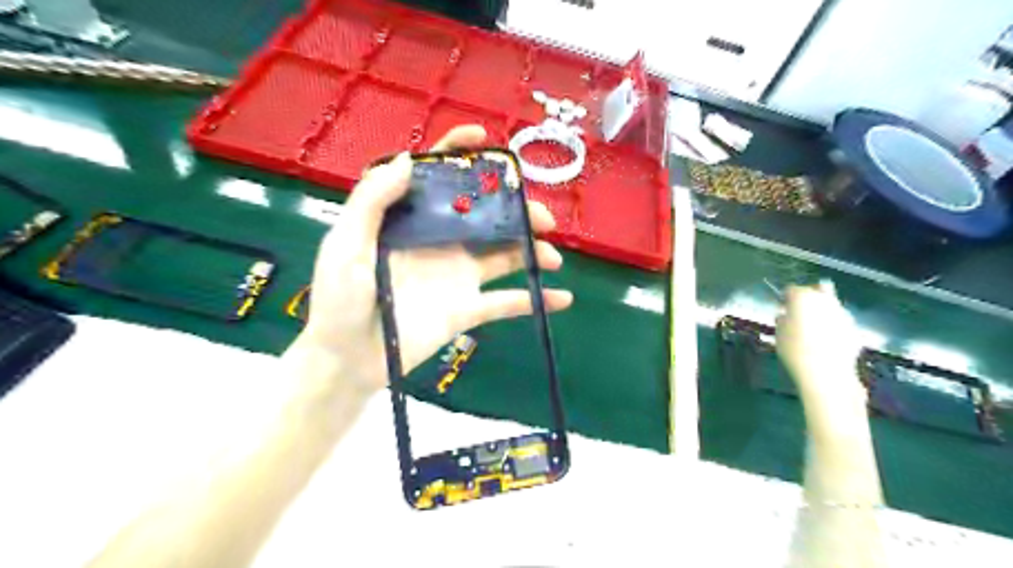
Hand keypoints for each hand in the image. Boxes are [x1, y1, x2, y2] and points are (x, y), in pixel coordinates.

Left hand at [298, 127, 572, 396]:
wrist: (348, 359)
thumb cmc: (339, 300)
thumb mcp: (346, 244)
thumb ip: (372, 201)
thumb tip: (406, 160)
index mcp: (412, 221)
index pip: (438, 178)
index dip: (459, 153)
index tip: (485, 139)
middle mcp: (440, 242)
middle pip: (486, 216)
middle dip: (516, 211)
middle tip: (542, 218)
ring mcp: (458, 276)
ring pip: (504, 255)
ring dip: (532, 252)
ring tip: (553, 256)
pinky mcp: (467, 309)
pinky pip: (506, 302)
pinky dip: (535, 301)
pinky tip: (561, 298)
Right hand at [778, 281, 864, 408]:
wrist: (826, 373)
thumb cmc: (795, 350)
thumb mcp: (779, 334)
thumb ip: (783, 319)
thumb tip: (786, 315)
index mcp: (803, 297)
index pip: (791, 290)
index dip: (785, 298)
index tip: (782, 309)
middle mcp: (825, 300)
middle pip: (818, 289)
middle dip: (810, 296)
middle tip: (801, 311)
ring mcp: (843, 313)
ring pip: (831, 304)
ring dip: (823, 310)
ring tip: (814, 328)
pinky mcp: (854, 328)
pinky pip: (839, 320)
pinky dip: (833, 324)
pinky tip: (826, 339)